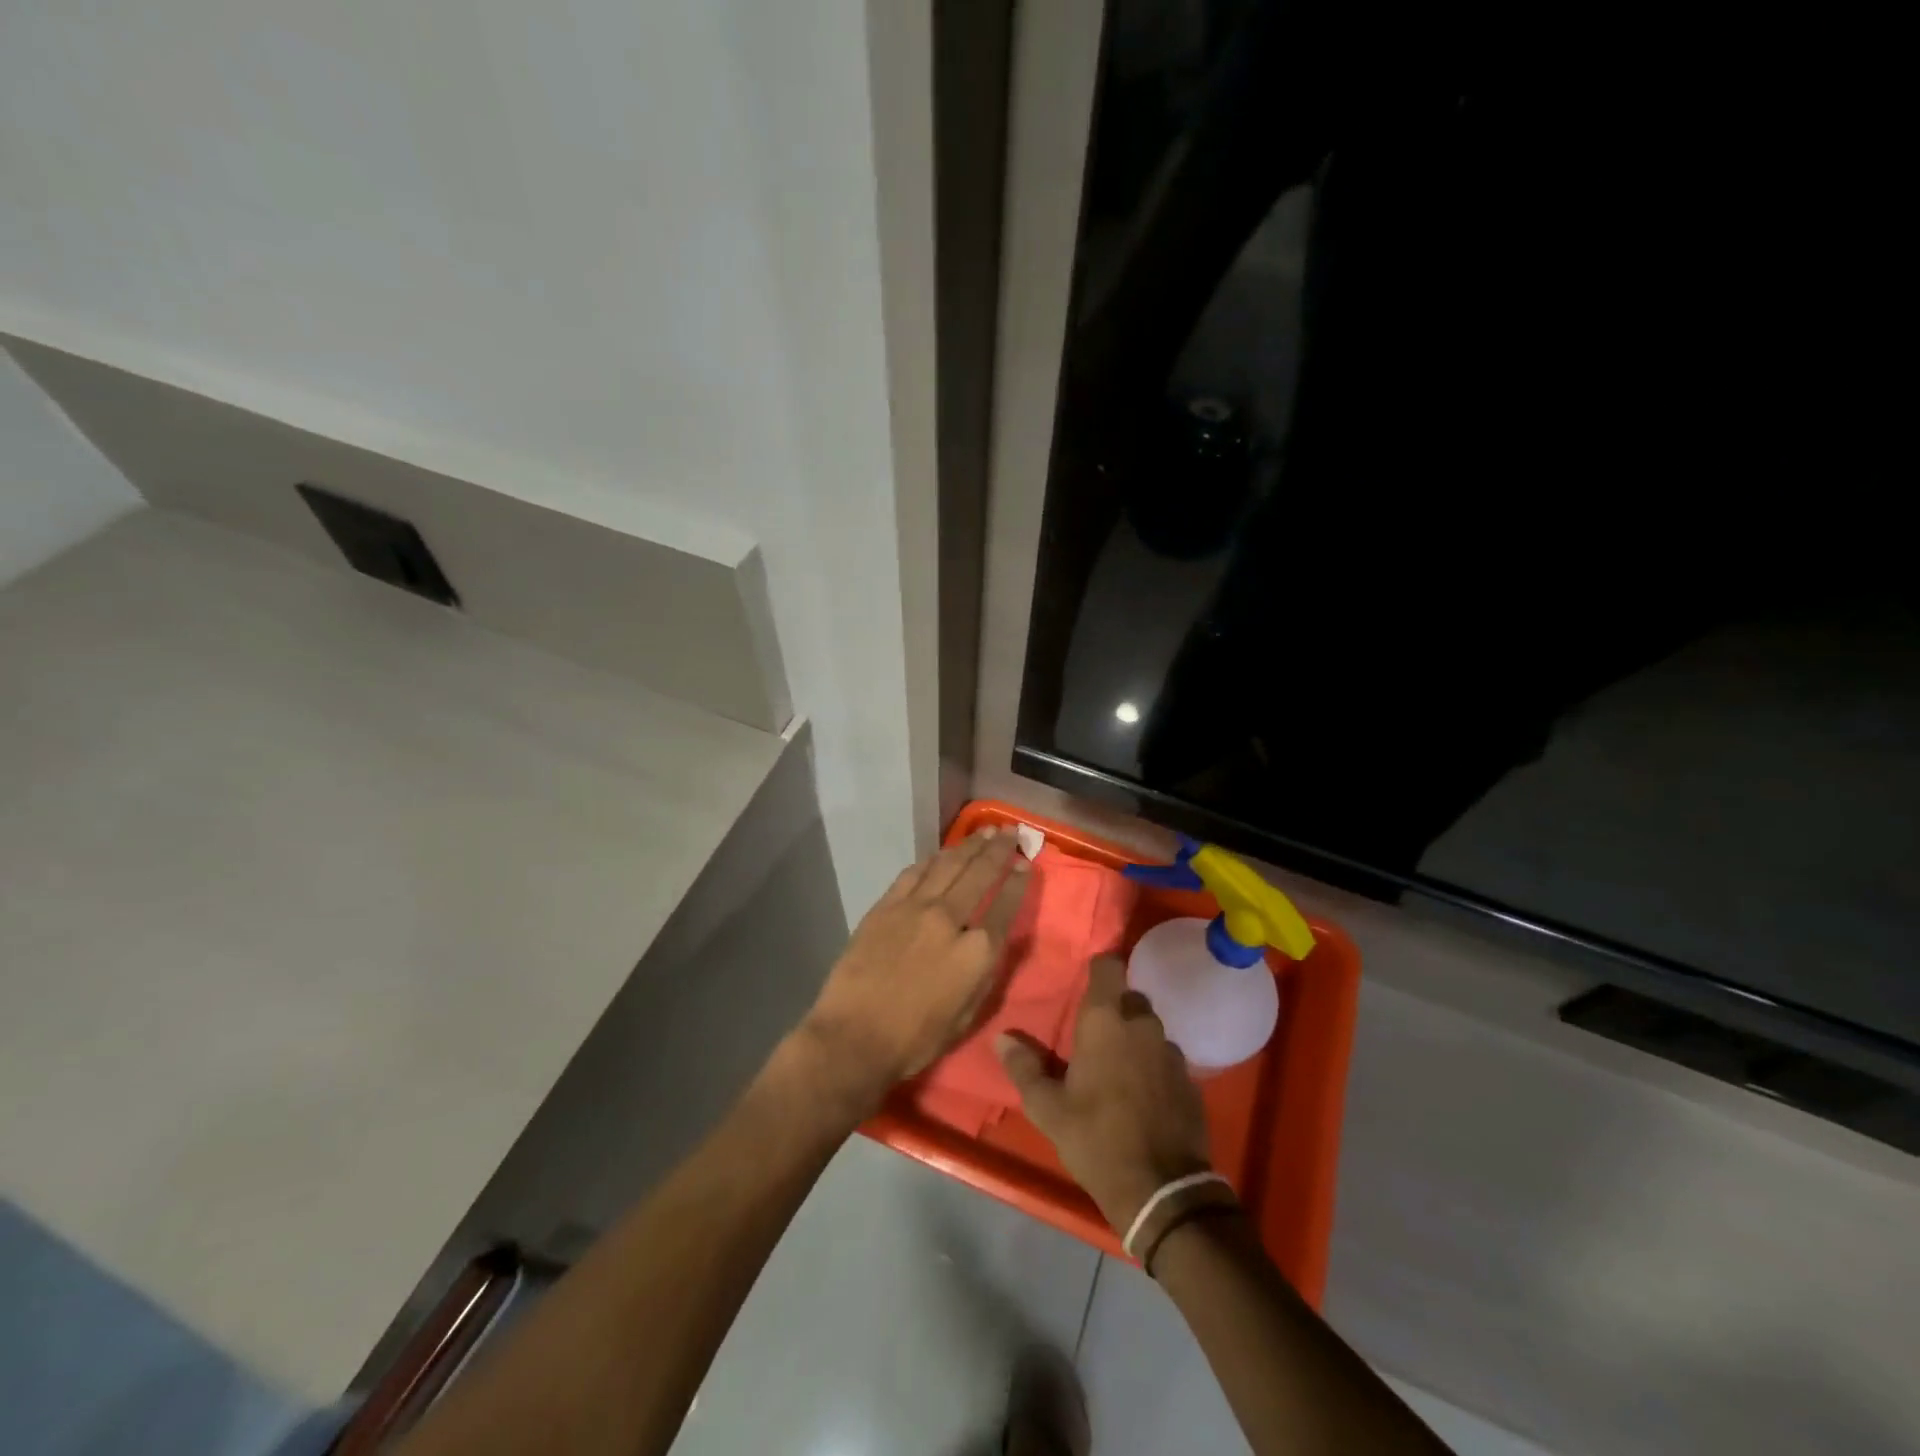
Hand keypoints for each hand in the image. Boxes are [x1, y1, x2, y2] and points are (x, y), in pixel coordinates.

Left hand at [798, 829, 1029, 1113]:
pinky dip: (932, 859)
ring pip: (948, 865)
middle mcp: (950, 919)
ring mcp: (915, 908)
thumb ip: (986, 973)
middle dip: (999, 850)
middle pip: (980, 874)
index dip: (1019, 882)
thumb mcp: (968, 1015)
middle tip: (1011, 831)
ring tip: (984, 832)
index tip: (1026, 864)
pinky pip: (913, 873)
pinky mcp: (886, 906)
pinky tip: (941, 853)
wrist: (854, 1037)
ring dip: (969, 846)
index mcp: (977, 951)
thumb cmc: (916, 1039)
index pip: (1006, 906)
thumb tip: (995, 941)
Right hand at [996, 955, 1213, 1234]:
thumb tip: (1002, 1038)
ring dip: (1134, 1039)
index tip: (1086, 984)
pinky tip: (1142, 1094)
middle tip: (1094, 1036)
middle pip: (1130, 997)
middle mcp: (1142, 1024)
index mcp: (1106, 1020)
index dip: (1099, 969)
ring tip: (1117, 1067)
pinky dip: (1153, 1066)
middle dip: (1114, 1009)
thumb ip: (1024, 1067)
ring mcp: (1171, 1051)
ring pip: (1150, 1028)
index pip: (1109, 966)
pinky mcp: (1190, 1080)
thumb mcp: (1048, 1108)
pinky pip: (1166, 1058)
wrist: (1161, 1190)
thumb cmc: (1095, 1138)